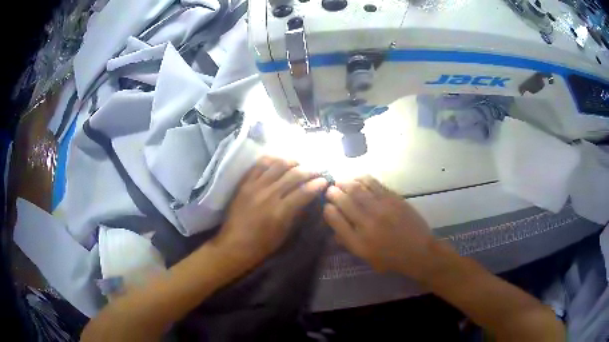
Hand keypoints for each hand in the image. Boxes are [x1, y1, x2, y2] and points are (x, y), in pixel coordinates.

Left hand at [211, 156, 327, 269]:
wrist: (234, 245)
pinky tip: (278, 161)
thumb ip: (296, 214)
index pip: (304, 191)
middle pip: (293, 175)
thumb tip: (307, 200)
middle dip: (309, 171)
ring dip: (292, 162)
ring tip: (299, 164)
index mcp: (280, 211)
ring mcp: (255, 187)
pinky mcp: (244, 184)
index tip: (324, 181)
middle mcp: (269, 195)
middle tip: (317, 171)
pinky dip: (271, 160)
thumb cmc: (262, 245)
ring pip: (277, 165)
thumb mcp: (284, 233)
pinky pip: (258, 165)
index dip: (317, 184)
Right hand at [324, 176, 435, 279]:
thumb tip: (334, 231)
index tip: (327, 206)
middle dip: (333, 193)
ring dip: (345, 182)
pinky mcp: (393, 199)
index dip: (327, 209)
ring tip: (341, 182)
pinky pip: (373, 183)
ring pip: (357, 188)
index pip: (335, 219)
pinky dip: (362, 179)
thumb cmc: (391, 259)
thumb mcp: (366, 258)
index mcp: (358, 242)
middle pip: (343, 201)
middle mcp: (367, 223)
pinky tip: (358, 179)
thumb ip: (348, 243)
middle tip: (330, 190)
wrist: (419, 251)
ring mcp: (381, 208)